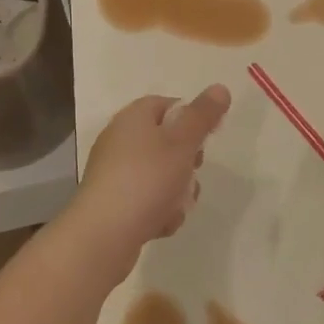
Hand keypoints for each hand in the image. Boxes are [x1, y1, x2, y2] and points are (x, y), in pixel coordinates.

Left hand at [61, 86, 230, 279]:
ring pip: (160, 176)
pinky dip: (158, 211)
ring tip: (177, 206)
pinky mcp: (113, 204)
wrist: (103, 235)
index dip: (191, 118)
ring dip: (176, 193)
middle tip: (192, 171)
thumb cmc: (146, 180)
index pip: (167, 105)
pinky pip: (146, 201)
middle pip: (166, 142)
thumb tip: (220, 88)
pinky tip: (161, 224)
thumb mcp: (182, 143)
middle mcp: (120, 140)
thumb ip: (203, 116)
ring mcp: (114, 173)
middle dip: (187, 162)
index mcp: (133, 118)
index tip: (207, 138)